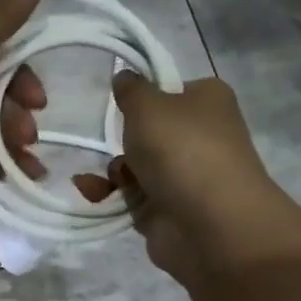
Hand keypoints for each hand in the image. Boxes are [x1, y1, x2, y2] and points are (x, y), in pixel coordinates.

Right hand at [74, 72, 300, 284]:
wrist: (209, 224)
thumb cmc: (181, 150)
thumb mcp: (148, 105)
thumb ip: (131, 89)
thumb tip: (125, 76)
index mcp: (207, 101)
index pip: (170, 90)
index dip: (143, 97)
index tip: (121, 104)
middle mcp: (200, 136)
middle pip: (149, 131)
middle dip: (123, 139)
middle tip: (112, 142)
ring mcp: (185, 175)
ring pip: (135, 166)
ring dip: (114, 170)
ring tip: (110, 178)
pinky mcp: (167, 209)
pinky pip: (130, 196)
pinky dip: (110, 194)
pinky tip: (92, 193)